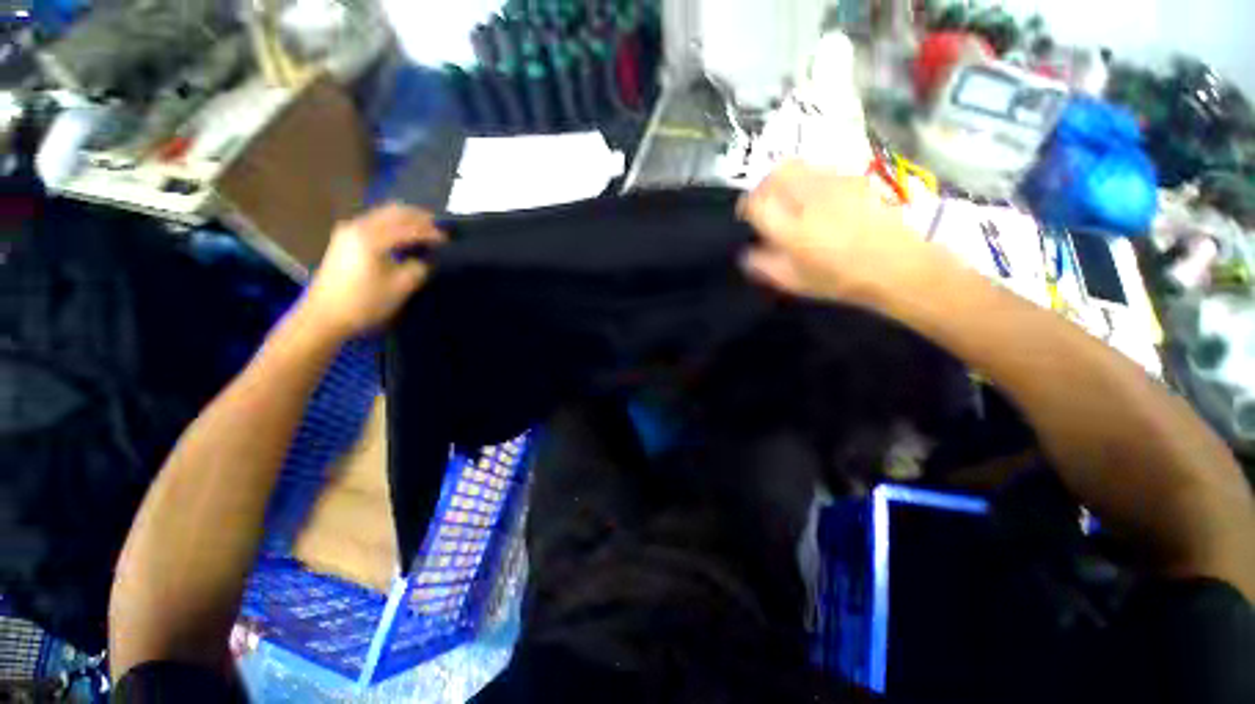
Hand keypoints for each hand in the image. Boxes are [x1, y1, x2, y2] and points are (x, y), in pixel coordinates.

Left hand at [302, 204, 444, 339]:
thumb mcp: (400, 288)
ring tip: (424, 229)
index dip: (430, 232)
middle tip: (438, 228)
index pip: (408, 228)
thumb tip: (425, 259)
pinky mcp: (345, 239)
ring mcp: (348, 231)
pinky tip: (402, 234)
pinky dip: (392, 224)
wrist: (324, 315)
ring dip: (405, 219)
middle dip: (418, 218)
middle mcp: (358, 227)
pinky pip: (374, 221)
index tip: (447, 240)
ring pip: (383, 214)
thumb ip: (418, 268)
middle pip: (393, 212)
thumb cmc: (365, 302)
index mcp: (372, 238)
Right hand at [738, 162, 937, 306]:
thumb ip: (764, 265)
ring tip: (789, 199)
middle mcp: (809, 200)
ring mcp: (833, 184)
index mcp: (791, 230)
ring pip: (797, 166)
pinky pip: (819, 169)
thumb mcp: (794, 282)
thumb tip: (746, 253)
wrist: (897, 265)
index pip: (756, 203)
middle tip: (765, 202)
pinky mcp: (852, 178)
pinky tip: (816, 199)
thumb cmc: (840, 279)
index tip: (747, 215)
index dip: (746, 207)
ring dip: (784, 180)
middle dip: (763, 186)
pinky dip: (808, 179)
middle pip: (775, 174)